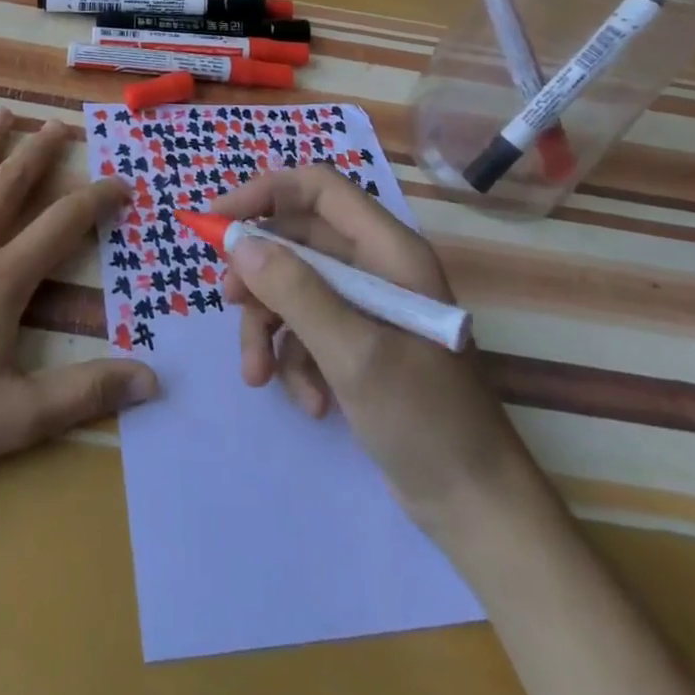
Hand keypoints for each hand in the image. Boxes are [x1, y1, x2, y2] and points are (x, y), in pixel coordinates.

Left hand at [0, 109, 158, 502]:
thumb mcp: (16, 418)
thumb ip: (85, 393)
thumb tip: (153, 381)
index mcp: (1, 280)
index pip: (63, 225)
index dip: (97, 199)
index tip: (122, 181)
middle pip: (10, 186)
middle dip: (39, 153)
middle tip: (59, 124)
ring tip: (2, 113)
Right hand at [216, 165, 528, 532]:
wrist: (476, 506)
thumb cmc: (425, 419)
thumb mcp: (353, 352)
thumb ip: (294, 290)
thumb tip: (238, 242)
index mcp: (388, 249)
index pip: (316, 188)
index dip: (264, 192)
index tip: (217, 220)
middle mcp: (376, 266)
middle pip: (296, 240)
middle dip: (259, 275)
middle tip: (230, 303)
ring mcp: (367, 306)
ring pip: (293, 287)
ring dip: (269, 328)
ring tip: (259, 375)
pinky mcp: (359, 342)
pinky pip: (307, 328)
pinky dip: (295, 360)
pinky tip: (309, 401)